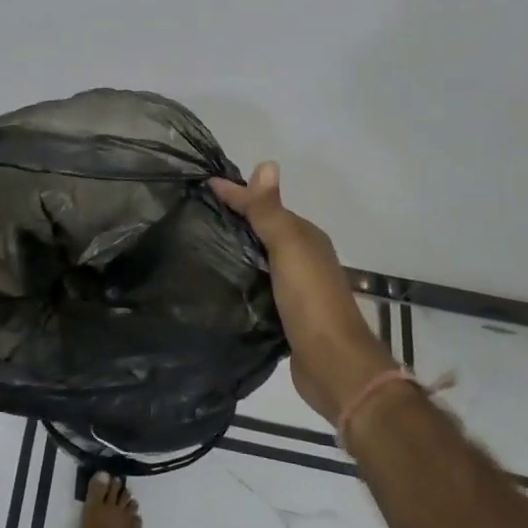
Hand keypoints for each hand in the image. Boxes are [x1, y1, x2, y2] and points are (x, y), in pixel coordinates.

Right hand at [211, 161, 395, 424]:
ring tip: (198, 244)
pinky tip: (219, 280)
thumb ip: (271, 211)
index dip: (237, 194)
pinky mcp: (284, 314)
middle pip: (264, 230)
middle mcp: (303, 258)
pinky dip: (240, 276)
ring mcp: (295, 288)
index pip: (266, 205)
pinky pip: (257, 284)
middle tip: (193, 212)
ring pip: (260, 257)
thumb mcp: (288, 247)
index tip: (202, 185)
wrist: (333, 363)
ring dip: (236, 248)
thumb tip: (265, 164)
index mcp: (306, 237)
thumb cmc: (310, 299)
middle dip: (235, 218)